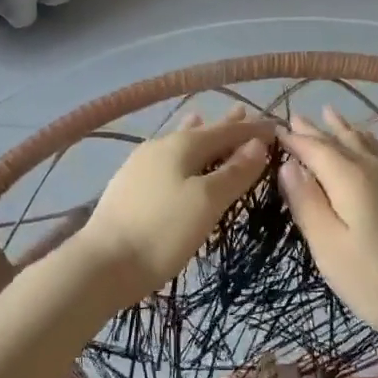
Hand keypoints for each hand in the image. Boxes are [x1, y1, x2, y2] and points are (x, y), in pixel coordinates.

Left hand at [81, 105, 272, 303]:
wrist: (101, 265)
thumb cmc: (162, 231)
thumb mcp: (207, 202)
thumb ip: (234, 172)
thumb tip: (257, 144)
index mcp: (182, 145)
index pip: (226, 131)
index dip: (252, 129)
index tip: (276, 127)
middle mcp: (160, 146)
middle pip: (201, 132)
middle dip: (225, 126)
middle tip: (244, 113)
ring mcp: (140, 165)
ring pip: (179, 143)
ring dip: (199, 135)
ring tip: (204, 118)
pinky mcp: (129, 186)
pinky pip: (165, 158)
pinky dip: (180, 152)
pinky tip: (174, 157)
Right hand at [278, 107, 377, 348]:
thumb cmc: (371, 278)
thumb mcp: (327, 244)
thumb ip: (306, 201)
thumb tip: (288, 164)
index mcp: (350, 179)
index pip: (316, 149)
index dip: (295, 139)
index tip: (276, 128)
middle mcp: (374, 171)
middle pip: (341, 142)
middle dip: (317, 130)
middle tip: (298, 116)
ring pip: (365, 146)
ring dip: (344, 130)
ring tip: (332, 116)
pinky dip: (365, 145)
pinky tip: (369, 149)